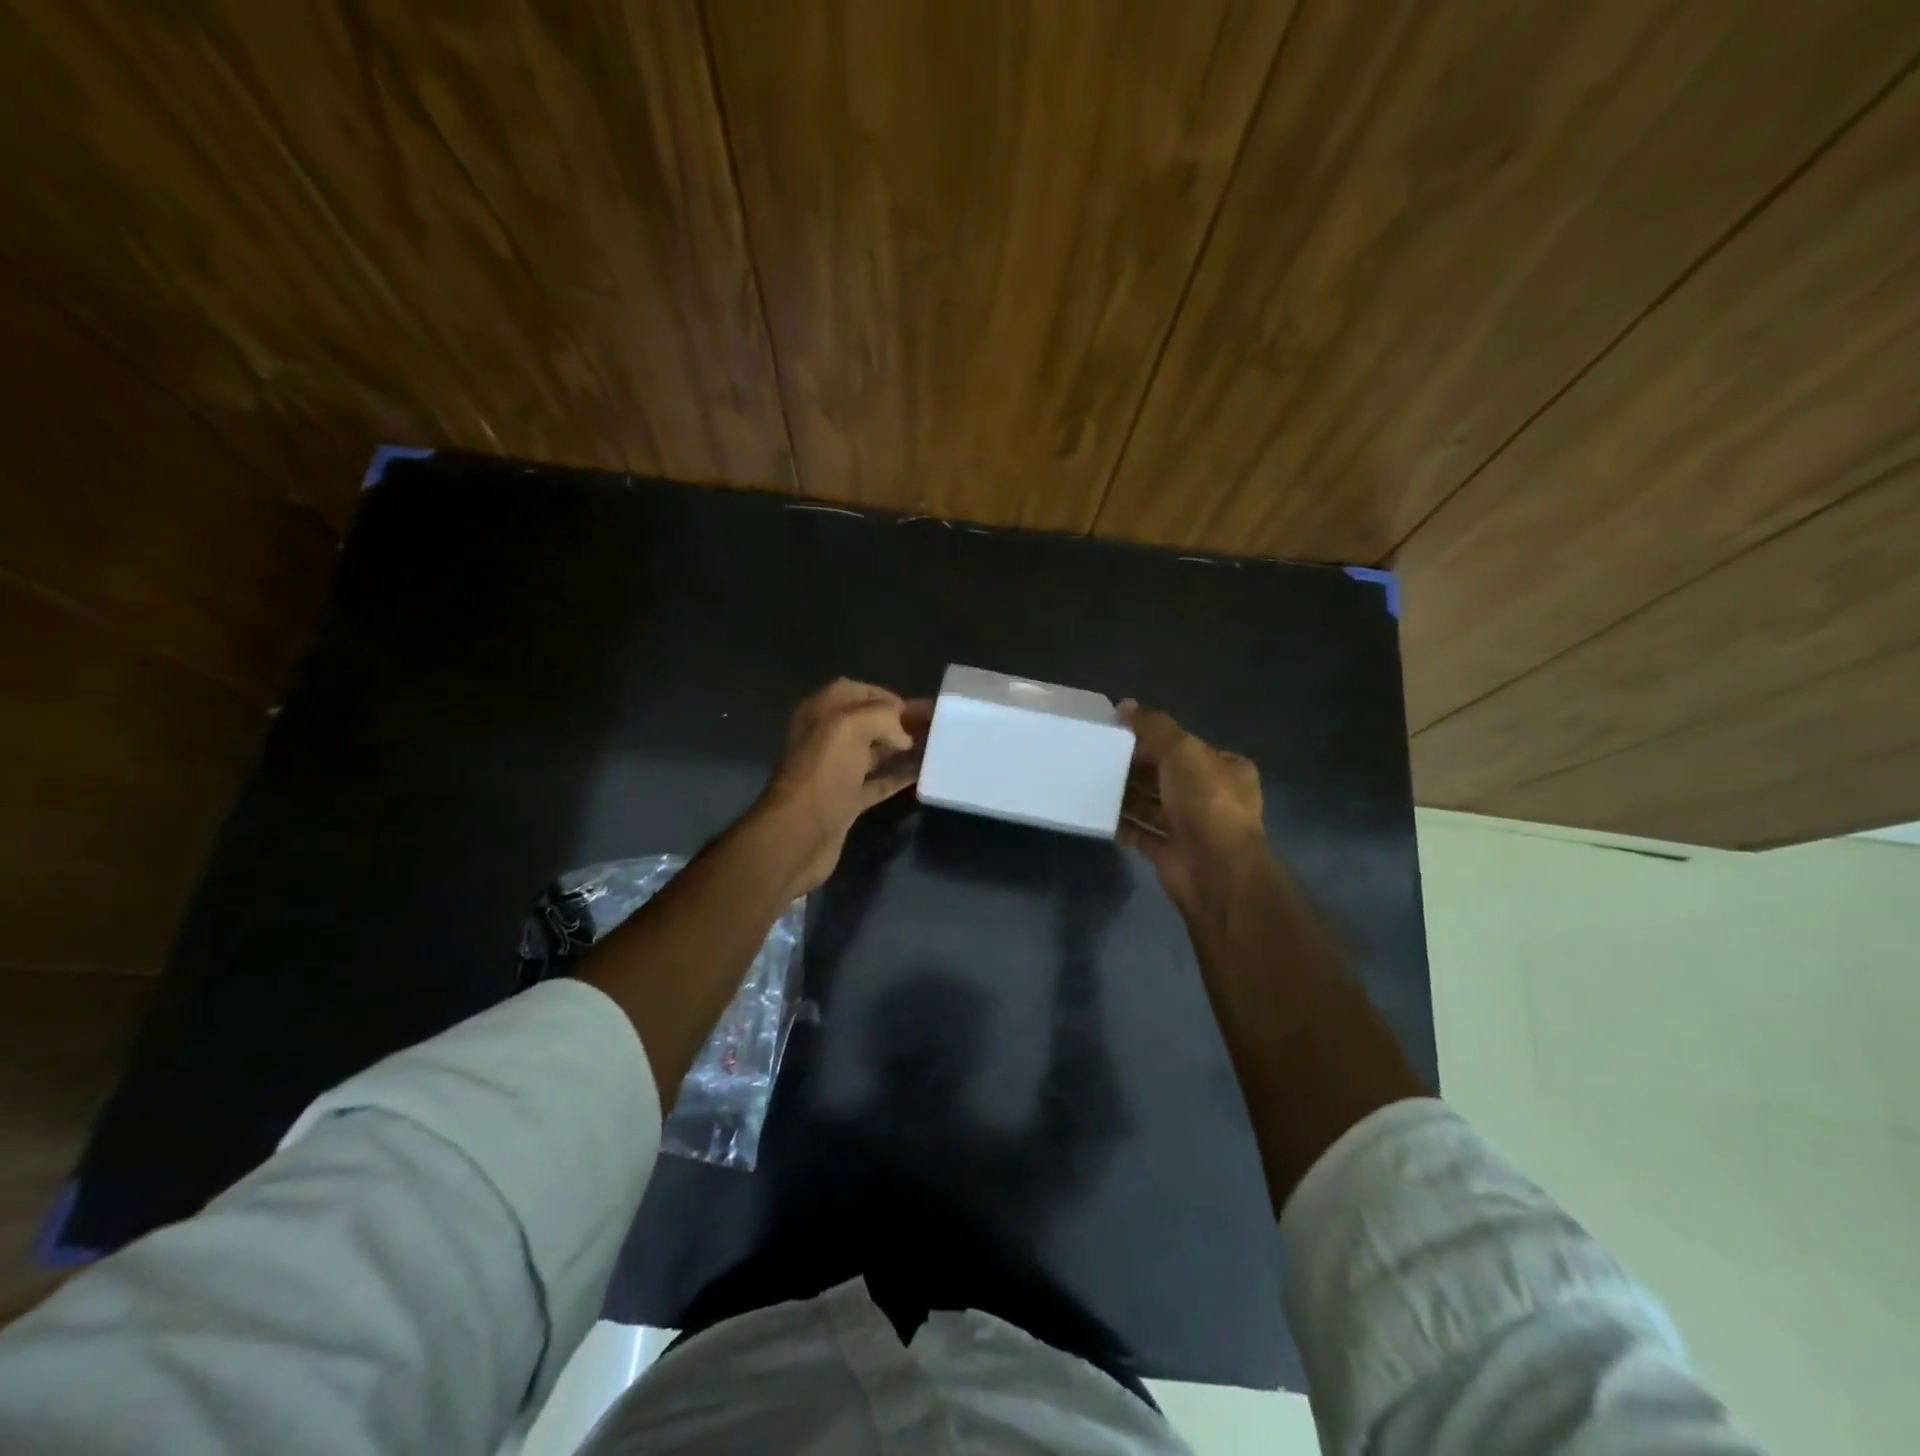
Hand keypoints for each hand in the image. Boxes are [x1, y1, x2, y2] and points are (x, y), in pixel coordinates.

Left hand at [751, 679, 931, 894]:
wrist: (798, 834)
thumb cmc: (822, 773)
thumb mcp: (850, 727)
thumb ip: (882, 718)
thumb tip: (903, 736)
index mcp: (820, 714)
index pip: (854, 692)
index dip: (884, 696)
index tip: (913, 708)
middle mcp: (826, 739)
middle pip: (868, 722)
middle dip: (900, 721)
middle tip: (935, 724)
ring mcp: (836, 772)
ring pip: (875, 752)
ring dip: (903, 748)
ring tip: (936, 746)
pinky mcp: (846, 801)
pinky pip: (878, 782)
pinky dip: (898, 777)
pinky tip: (923, 774)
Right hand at [1118, 701, 1269, 914]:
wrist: (1214, 870)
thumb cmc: (1205, 802)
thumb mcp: (1182, 750)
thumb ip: (1154, 726)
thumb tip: (1125, 705)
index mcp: (1225, 769)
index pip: (1186, 747)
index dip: (1156, 739)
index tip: (1121, 734)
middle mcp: (1212, 797)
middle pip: (1167, 776)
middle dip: (1137, 768)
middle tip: (1100, 757)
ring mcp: (1192, 828)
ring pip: (1153, 805)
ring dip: (1127, 795)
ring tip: (1093, 781)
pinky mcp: (1171, 852)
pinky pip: (1141, 833)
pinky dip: (1123, 824)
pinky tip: (1099, 813)